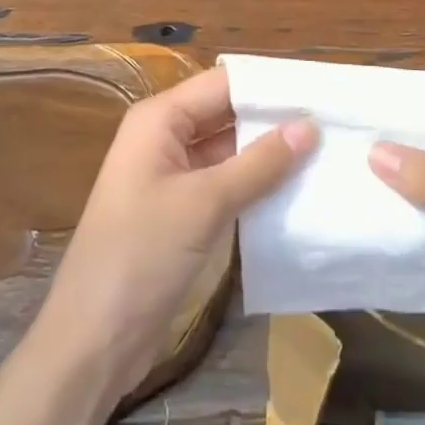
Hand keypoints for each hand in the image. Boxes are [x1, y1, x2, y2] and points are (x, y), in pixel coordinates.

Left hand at [40, 66, 316, 400]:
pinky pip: (225, 183)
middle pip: (226, 113)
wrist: (92, 341)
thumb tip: (310, 126)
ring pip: (228, 149)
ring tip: (326, 150)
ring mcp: (172, 176)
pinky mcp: (181, 211)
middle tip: (332, 121)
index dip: (268, 85)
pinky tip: (296, 188)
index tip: (319, 90)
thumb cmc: (141, 255)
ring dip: (268, 153)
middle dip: (273, 118)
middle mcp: (165, 137)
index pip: (223, 83)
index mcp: (160, 119)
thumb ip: (259, 164)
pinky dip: (255, 184)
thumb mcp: (204, 204)